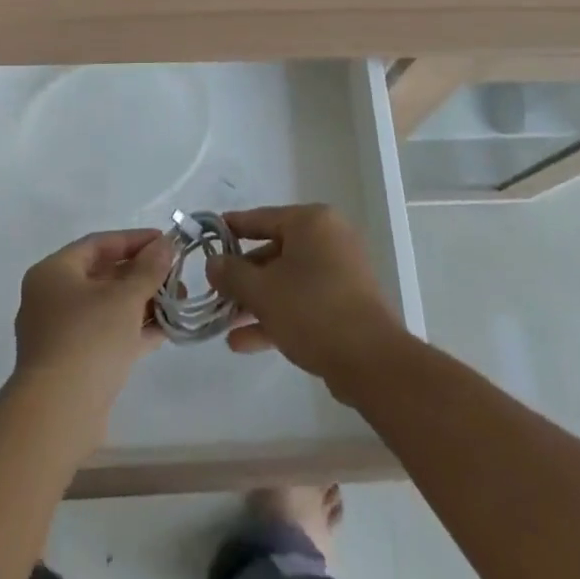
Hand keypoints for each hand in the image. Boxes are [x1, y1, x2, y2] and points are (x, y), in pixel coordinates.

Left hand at [11, 228, 173, 448]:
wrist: (58, 417)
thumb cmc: (89, 340)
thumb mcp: (125, 297)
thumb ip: (149, 268)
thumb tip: (166, 244)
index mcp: (54, 272)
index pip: (99, 244)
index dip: (135, 240)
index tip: (166, 242)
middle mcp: (51, 298)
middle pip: (103, 275)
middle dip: (142, 274)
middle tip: (176, 275)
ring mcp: (60, 334)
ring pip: (107, 308)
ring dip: (142, 303)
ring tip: (178, 301)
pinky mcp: (72, 365)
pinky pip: (106, 336)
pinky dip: (132, 330)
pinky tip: (165, 330)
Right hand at [206, 205, 405, 400]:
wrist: (371, 361)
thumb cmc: (312, 310)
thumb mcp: (262, 291)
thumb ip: (232, 274)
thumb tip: (212, 263)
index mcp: (311, 222)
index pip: (262, 217)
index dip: (232, 228)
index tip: (209, 236)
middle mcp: (327, 238)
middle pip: (274, 251)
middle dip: (243, 276)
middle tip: (215, 291)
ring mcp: (339, 272)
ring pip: (287, 280)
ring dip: (256, 301)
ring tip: (224, 322)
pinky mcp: (345, 303)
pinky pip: (302, 301)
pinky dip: (277, 315)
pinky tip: (244, 342)